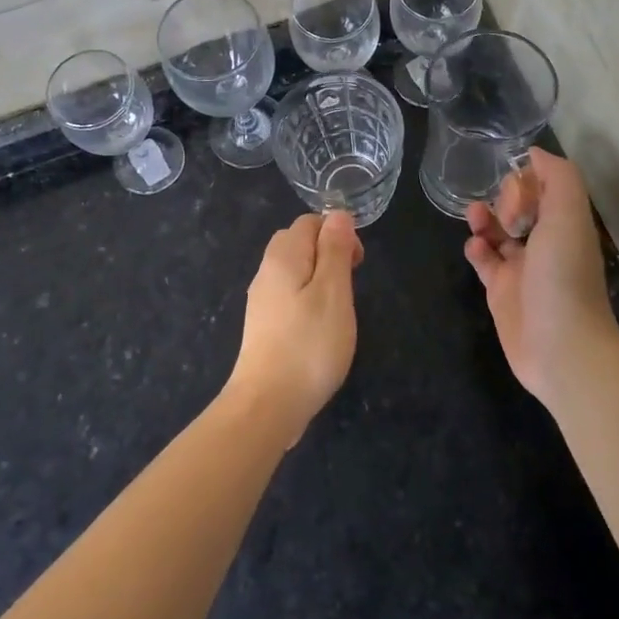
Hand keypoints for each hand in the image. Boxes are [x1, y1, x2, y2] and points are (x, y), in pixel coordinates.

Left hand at [227, 211, 363, 443]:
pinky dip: (306, 300)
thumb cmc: (309, 345)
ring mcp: (261, 301)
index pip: (309, 222)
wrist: (267, 404)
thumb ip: (335, 250)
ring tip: (338, 308)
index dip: (337, 233)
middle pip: (297, 243)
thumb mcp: (334, 292)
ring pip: (292, 271)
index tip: (357, 264)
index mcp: (283, 256)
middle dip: (327, 252)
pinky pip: (287, 296)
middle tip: (350, 283)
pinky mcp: (262, 326)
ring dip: (318, 278)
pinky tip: (318, 327)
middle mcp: (266, 272)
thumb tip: (338, 214)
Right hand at [464, 149, 618, 405]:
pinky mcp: (500, 292)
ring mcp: (522, 270)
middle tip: (504, 208)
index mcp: (567, 225)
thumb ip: (558, 178)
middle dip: (507, 197)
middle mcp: (546, 245)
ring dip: (485, 218)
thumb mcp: (568, 216)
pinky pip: (484, 261)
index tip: (517, 180)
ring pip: (499, 233)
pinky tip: (475, 246)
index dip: (531, 179)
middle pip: (522, 208)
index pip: (547, 189)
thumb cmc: (564, 276)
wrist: (560, 348)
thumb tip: (534, 153)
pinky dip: (476, 248)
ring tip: (475, 214)